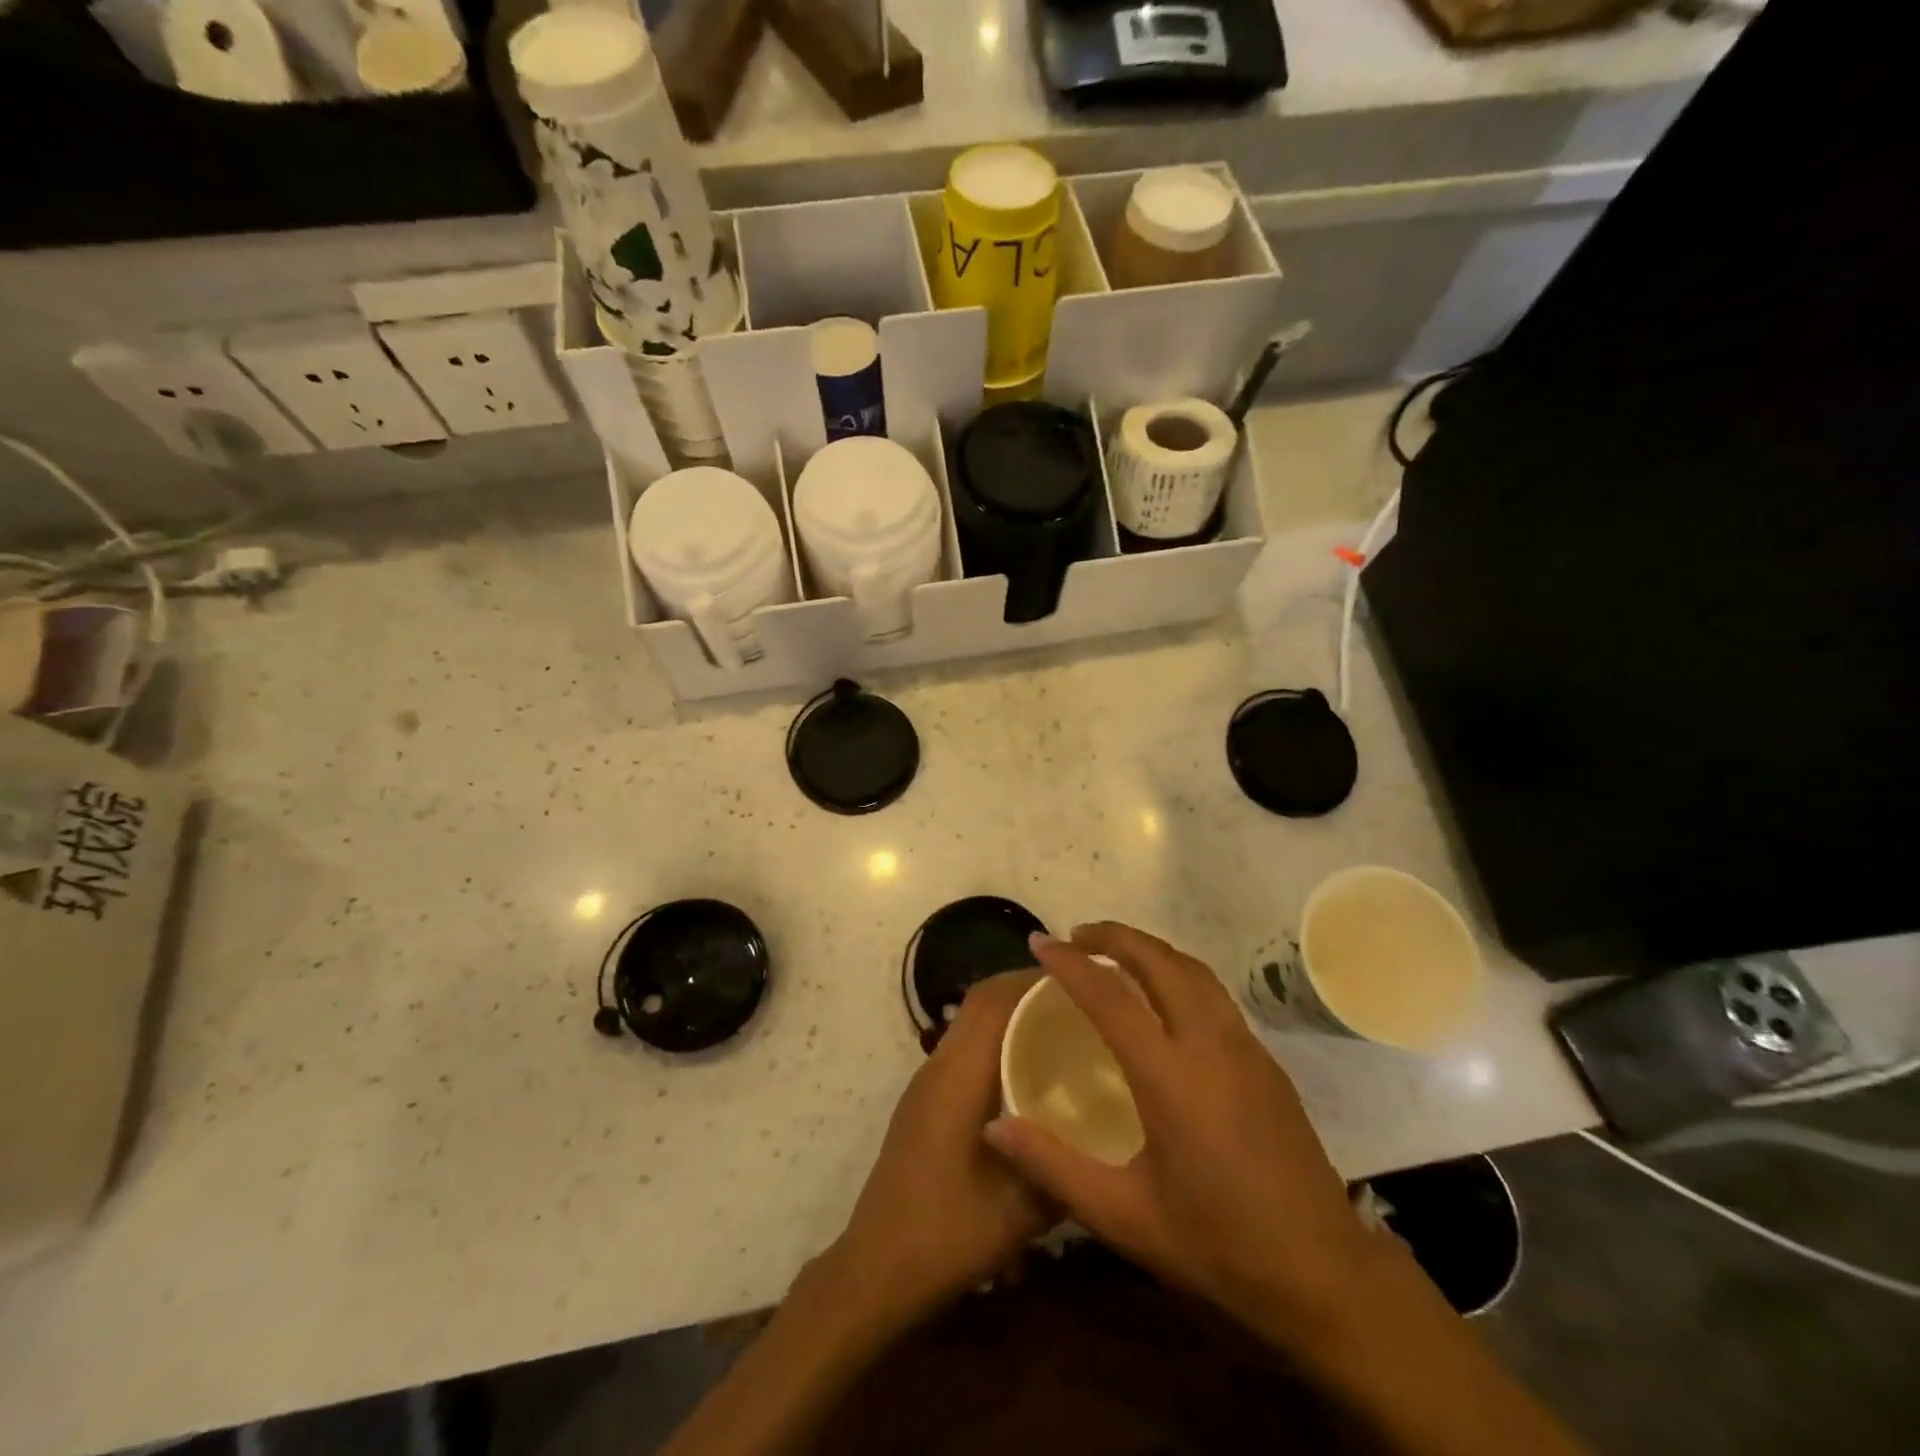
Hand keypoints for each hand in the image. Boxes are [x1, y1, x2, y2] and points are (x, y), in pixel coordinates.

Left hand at [827, 971, 1053, 1329]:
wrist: (877, 1269)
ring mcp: (927, 1083)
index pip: (991, 1001)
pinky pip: (965, 1048)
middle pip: (979, 1002)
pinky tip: (1031, 1070)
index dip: (1032, 980)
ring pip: (970, 1023)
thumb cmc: (947, 1233)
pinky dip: (998, 1039)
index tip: (1080, 977)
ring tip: (1063, 1024)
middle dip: (1025, 988)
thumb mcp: (1020, 1209)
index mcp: (957, 1076)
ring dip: (1010, 1012)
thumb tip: (1106, 1132)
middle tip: (1080, 997)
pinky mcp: (926, 1101)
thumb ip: (1063, 1165)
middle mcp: (938, 1066)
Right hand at [984, 925, 1372, 1342]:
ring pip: (1192, 969)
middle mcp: (1209, 1044)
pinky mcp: (1266, 1060)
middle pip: (1159, 961)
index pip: (1110, 995)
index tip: (1038, 942)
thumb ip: (1053, 1166)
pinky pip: (1213, 993)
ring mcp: (1245, 1047)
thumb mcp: (1123, 1216)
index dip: (1069, 962)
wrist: (1325, 1275)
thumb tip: (993, 1126)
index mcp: (1170, 1076)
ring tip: (1113, 955)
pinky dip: (1177, 973)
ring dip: (1149, 949)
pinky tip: (1163, 999)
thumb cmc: (1217, 1245)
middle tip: (1074, 936)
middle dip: (1113, 936)